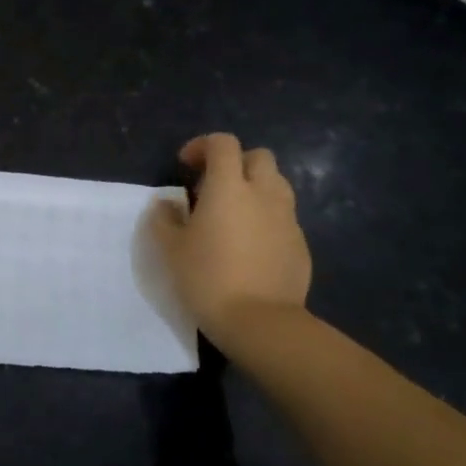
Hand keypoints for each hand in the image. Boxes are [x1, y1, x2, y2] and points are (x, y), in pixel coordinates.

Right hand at [149, 133, 310, 339]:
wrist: (260, 321)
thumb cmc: (207, 278)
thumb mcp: (171, 249)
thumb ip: (165, 219)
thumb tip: (167, 203)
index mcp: (229, 187)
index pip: (223, 143)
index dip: (202, 146)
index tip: (186, 165)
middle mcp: (263, 194)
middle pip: (258, 156)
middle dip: (235, 162)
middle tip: (212, 187)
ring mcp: (287, 218)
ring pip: (276, 184)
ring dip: (254, 187)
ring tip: (234, 213)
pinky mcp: (300, 243)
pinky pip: (283, 216)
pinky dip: (266, 217)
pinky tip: (250, 244)